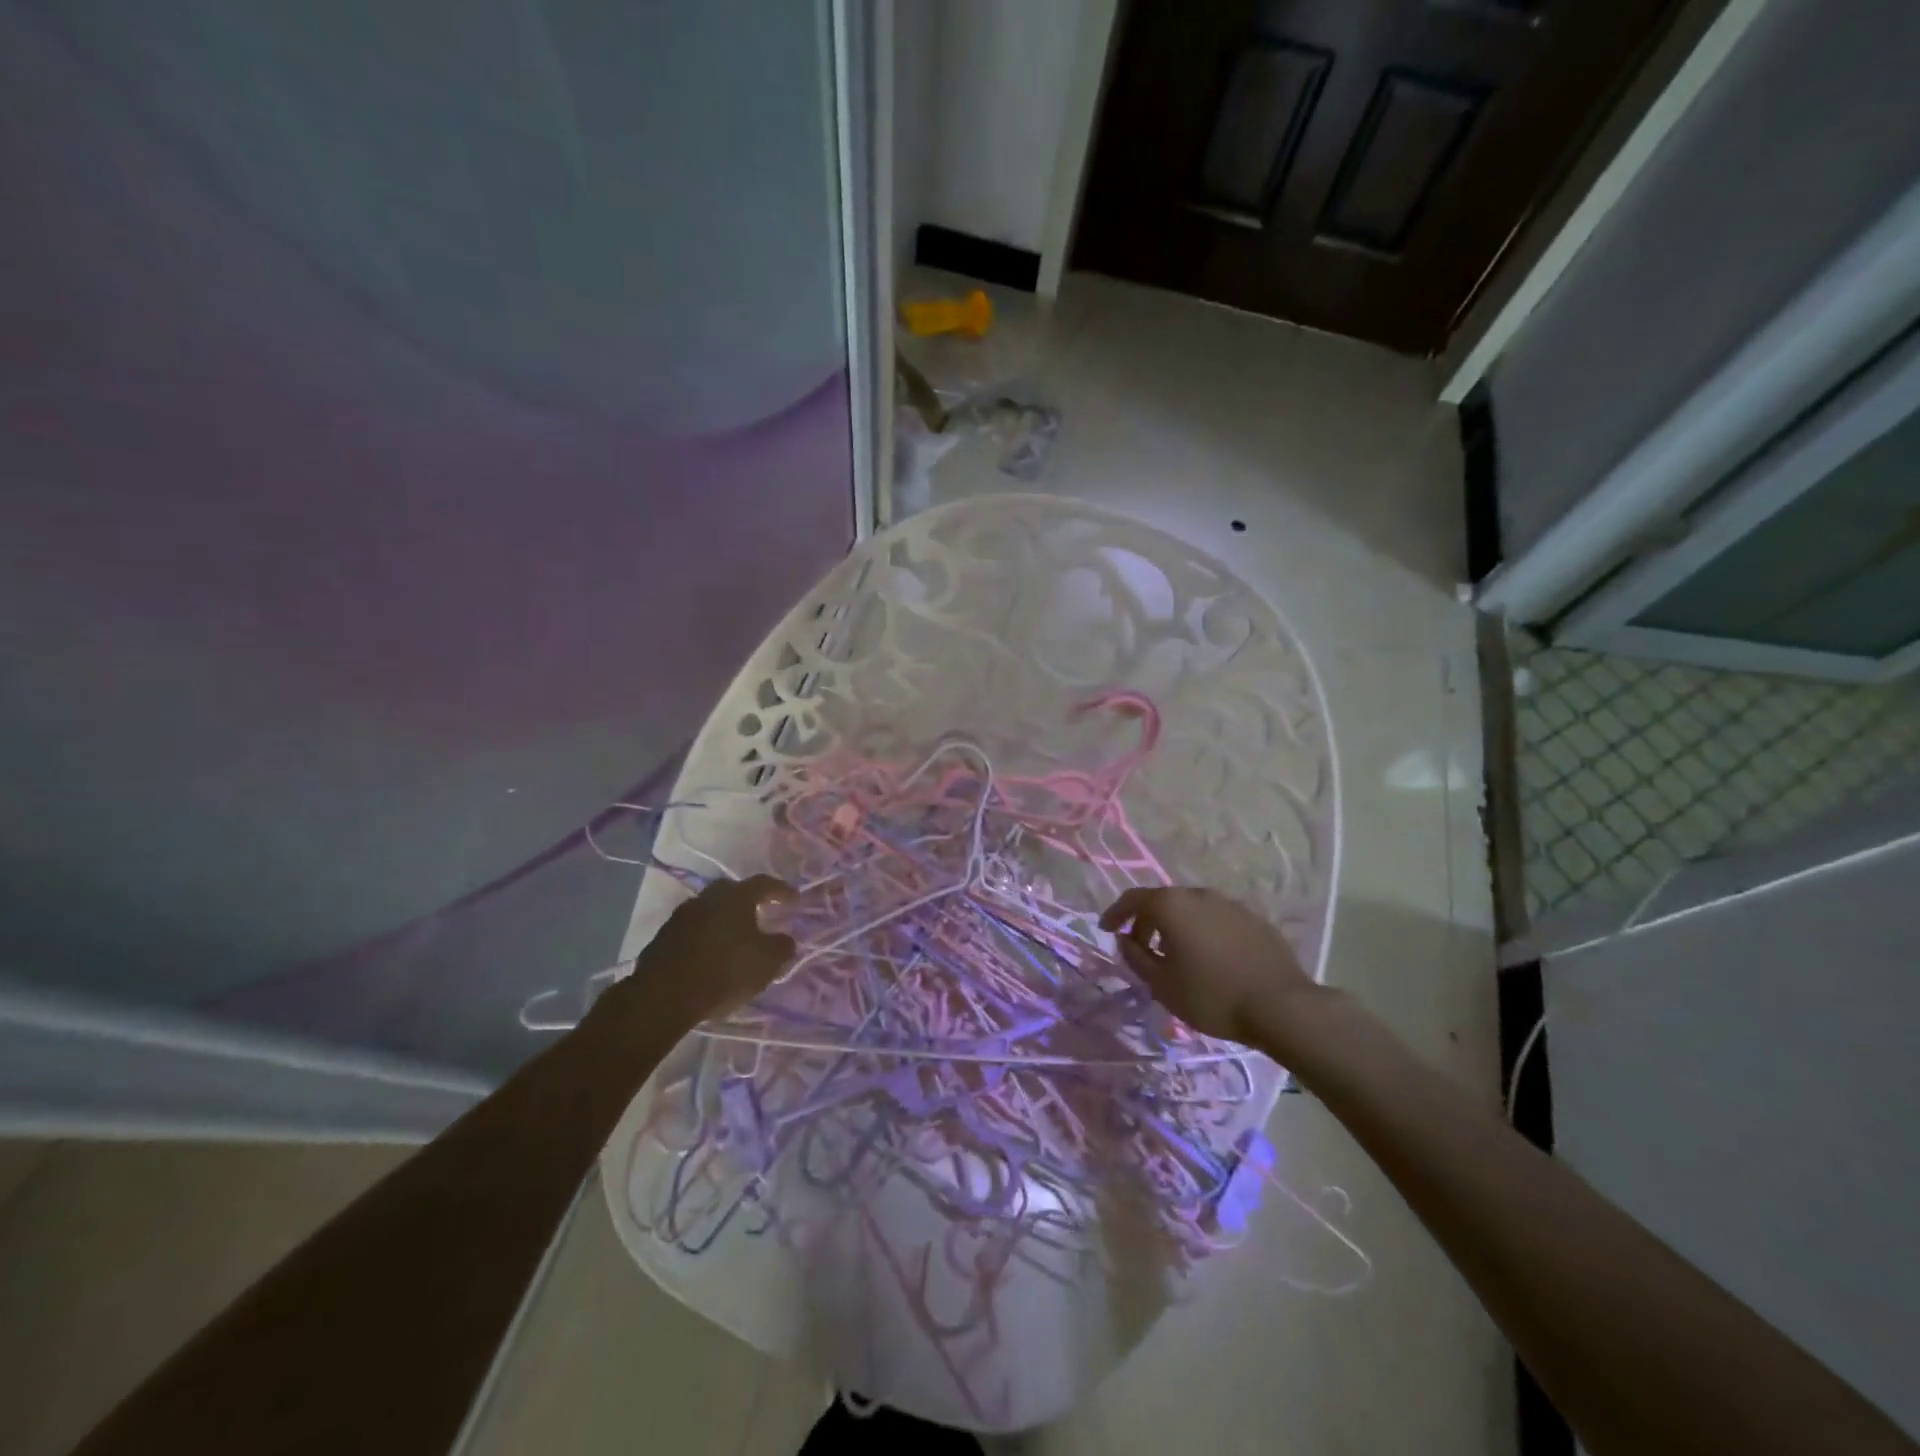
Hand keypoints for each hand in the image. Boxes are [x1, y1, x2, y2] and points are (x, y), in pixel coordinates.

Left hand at [609, 875, 798, 1026]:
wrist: (664, 996)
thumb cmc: (725, 971)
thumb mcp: (767, 962)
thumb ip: (782, 946)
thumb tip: (786, 939)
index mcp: (736, 896)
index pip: (764, 883)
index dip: (782, 890)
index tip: (794, 899)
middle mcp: (707, 897)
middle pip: (733, 892)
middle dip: (749, 901)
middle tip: (761, 913)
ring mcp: (681, 916)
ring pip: (710, 910)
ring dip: (724, 920)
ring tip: (735, 938)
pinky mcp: (663, 937)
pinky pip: (692, 930)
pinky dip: (705, 937)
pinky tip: (711, 955)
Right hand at [1100, 886, 1319, 1049]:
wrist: (1281, 1006)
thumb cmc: (1212, 996)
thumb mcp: (1162, 985)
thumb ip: (1136, 958)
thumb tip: (1125, 940)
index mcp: (1172, 905)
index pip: (1133, 899)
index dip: (1115, 913)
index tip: (1106, 930)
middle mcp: (1200, 895)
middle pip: (1164, 900)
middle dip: (1146, 921)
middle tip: (1140, 946)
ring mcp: (1231, 904)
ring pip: (1193, 908)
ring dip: (1177, 925)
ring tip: (1175, 953)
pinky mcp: (1255, 919)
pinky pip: (1218, 919)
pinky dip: (1204, 931)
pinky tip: (1210, 957)